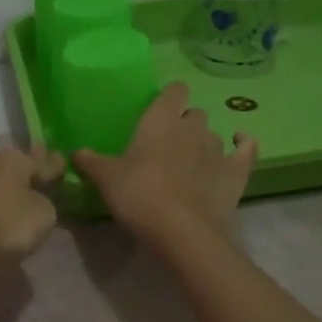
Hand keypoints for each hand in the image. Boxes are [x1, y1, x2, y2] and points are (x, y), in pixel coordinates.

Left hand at [0, 142, 65, 262]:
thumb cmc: (4, 224)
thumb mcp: (42, 217)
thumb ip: (43, 206)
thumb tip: (35, 200)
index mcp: (13, 163)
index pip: (39, 162)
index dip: (52, 164)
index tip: (60, 159)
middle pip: (2, 167)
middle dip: (12, 171)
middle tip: (22, 174)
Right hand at [74, 83, 257, 243]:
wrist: (181, 231)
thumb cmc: (138, 195)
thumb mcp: (106, 179)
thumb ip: (90, 162)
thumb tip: (75, 152)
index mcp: (160, 120)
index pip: (173, 91)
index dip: (169, 97)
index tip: (160, 110)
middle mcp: (192, 127)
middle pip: (194, 113)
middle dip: (184, 124)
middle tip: (168, 146)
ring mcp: (218, 148)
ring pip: (214, 134)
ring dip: (204, 143)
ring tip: (192, 163)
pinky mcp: (237, 171)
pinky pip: (246, 149)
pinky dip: (243, 146)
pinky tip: (240, 146)